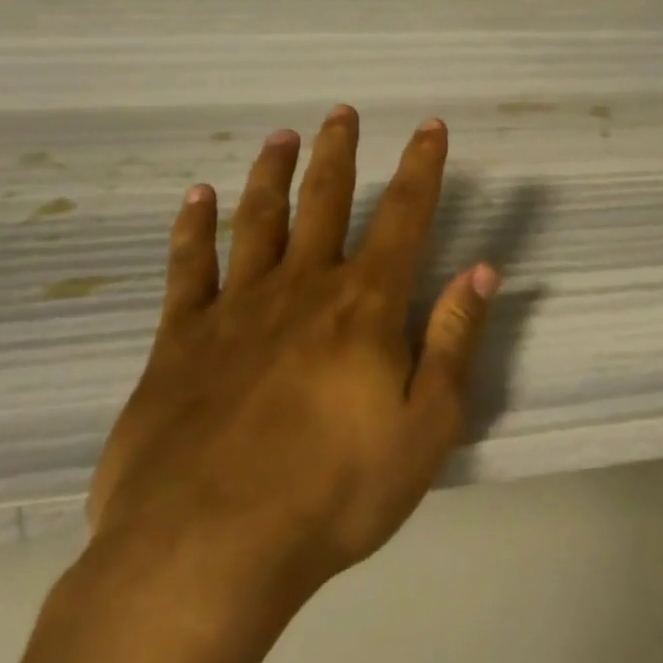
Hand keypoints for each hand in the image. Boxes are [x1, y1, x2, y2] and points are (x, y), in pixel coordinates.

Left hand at [88, 106, 498, 600]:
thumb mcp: (426, 427)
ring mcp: (237, 309)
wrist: (206, 551)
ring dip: (271, 173)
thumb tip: (482, 269)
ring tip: (280, 136)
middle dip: (339, 152)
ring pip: (258, 220)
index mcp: (365, 306)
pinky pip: (188, 268)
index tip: (429, 126)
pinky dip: (192, 228)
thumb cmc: (334, 493)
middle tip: (341, 111)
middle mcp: (303, 288)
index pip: (404, 216)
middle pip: (325, 200)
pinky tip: (196, 196)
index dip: (422, 167)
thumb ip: (454, 340)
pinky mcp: (180, 340)